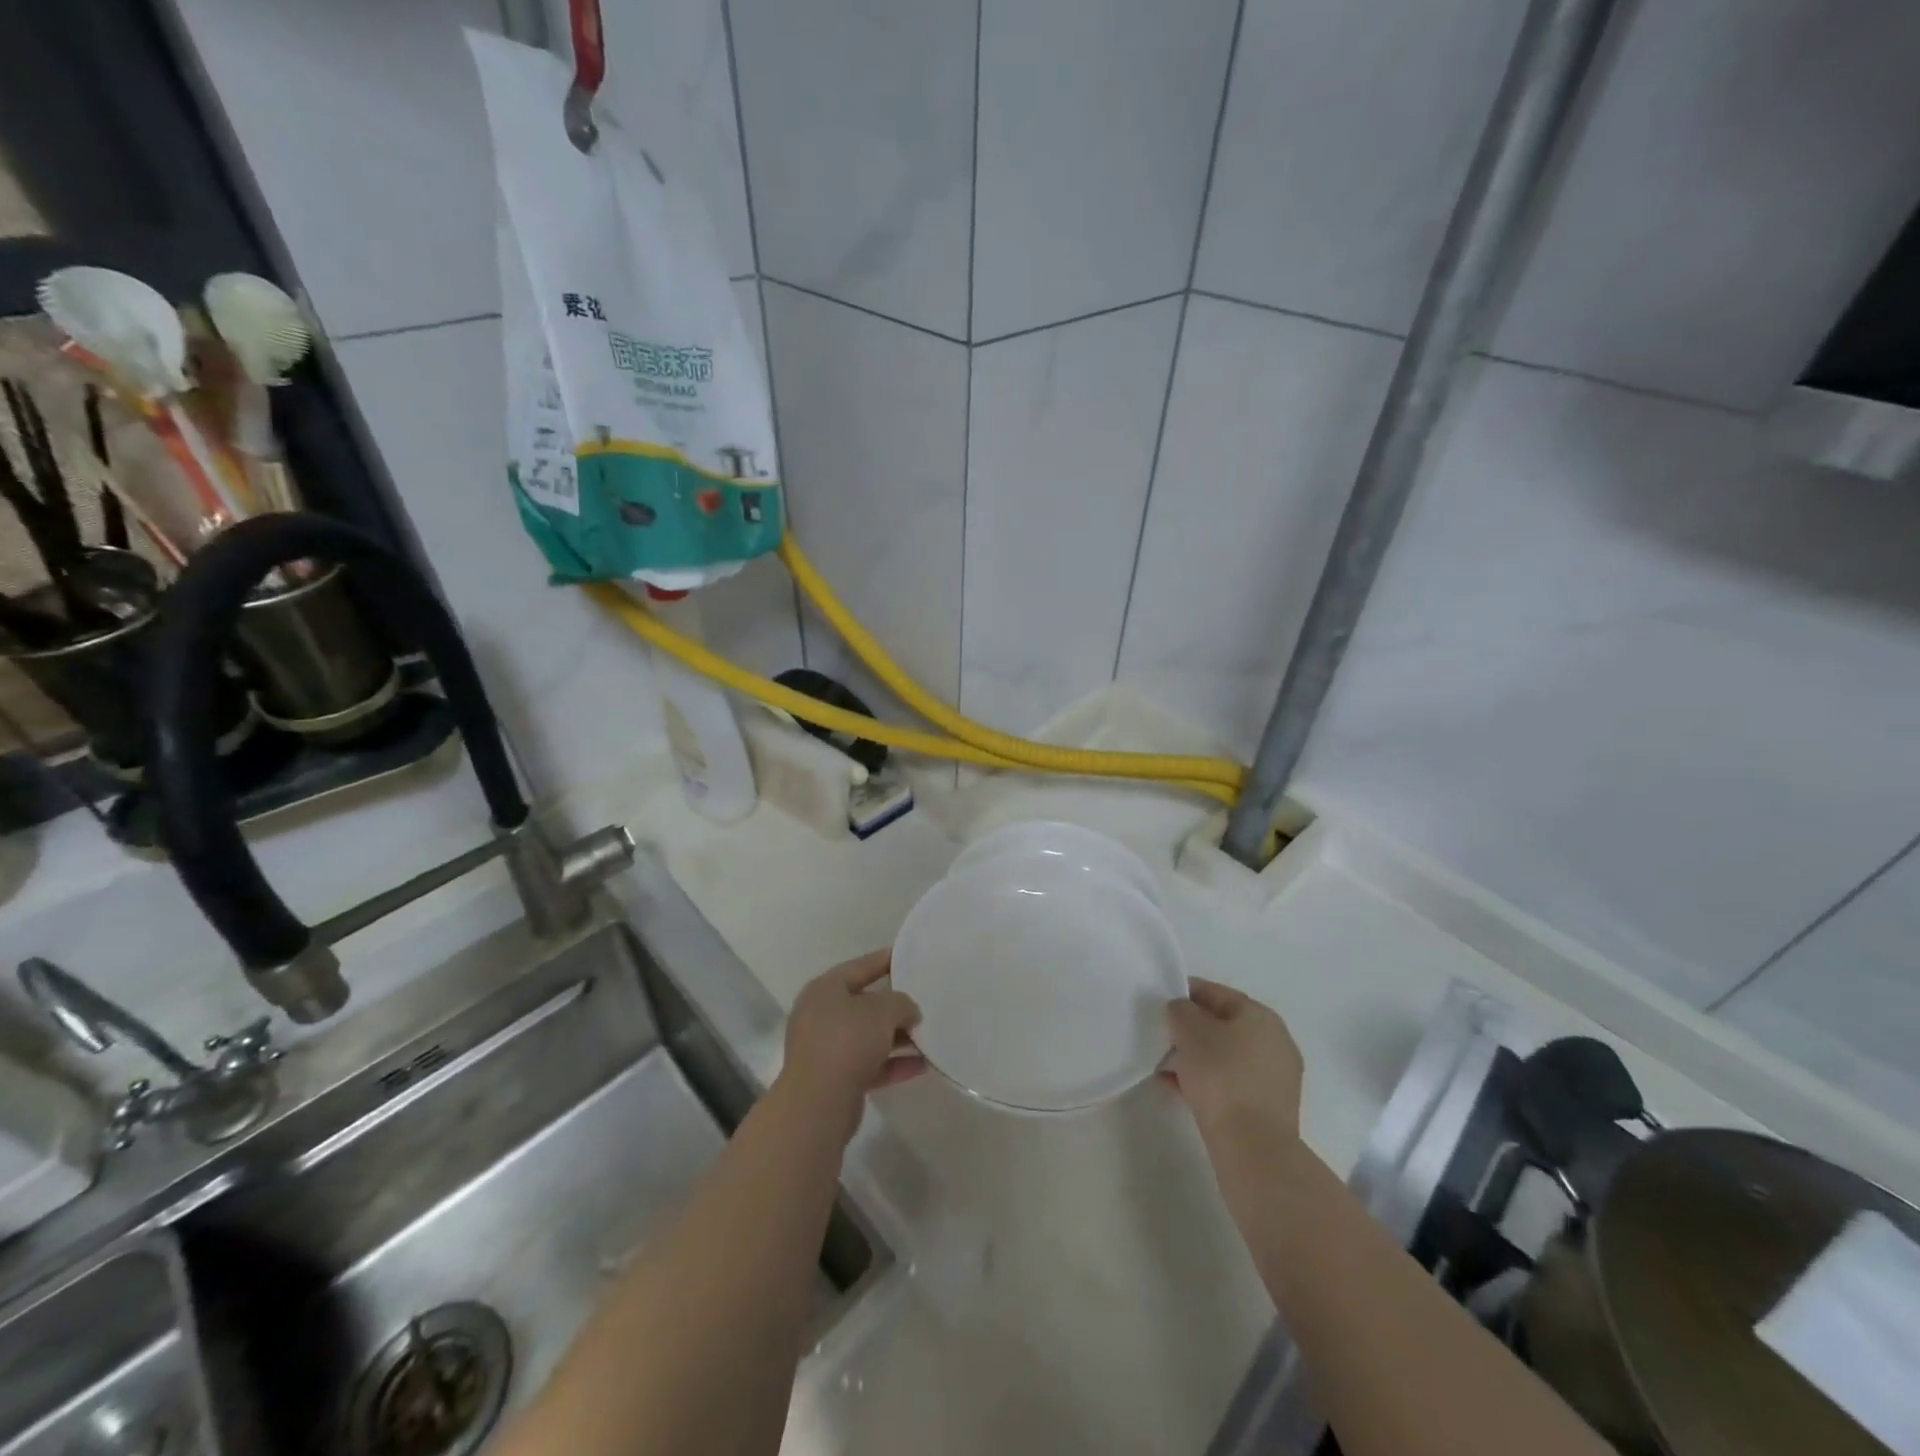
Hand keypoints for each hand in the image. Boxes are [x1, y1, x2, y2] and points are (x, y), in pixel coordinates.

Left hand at [778, 949, 925, 1135]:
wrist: (818, 1103)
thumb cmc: (848, 1041)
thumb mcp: (883, 1010)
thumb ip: (902, 1003)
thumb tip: (908, 1012)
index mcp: (825, 989)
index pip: (859, 967)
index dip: (885, 960)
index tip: (908, 957)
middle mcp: (821, 1015)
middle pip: (864, 1004)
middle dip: (894, 1006)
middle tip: (923, 1001)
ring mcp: (825, 1049)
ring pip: (868, 1037)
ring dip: (897, 1037)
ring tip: (929, 1036)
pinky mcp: (834, 1079)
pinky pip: (869, 1064)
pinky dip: (893, 1063)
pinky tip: (922, 1065)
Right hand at [1163, 978, 1303, 1150]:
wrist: (1252, 1147)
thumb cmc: (1221, 1076)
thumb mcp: (1189, 1030)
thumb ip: (1180, 1009)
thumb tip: (1182, 1011)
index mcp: (1261, 1016)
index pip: (1217, 993)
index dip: (1185, 993)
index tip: (1160, 1002)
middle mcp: (1274, 1041)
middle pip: (1222, 1025)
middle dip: (1189, 1030)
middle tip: (1160, 1036)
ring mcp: (1274, 1077)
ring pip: (1224, 1056)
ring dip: (1194, 1058)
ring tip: (1163, 1066)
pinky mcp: (1267, 1107)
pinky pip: (1229, 1083)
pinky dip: (1204, 1081)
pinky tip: (1175, 1088)